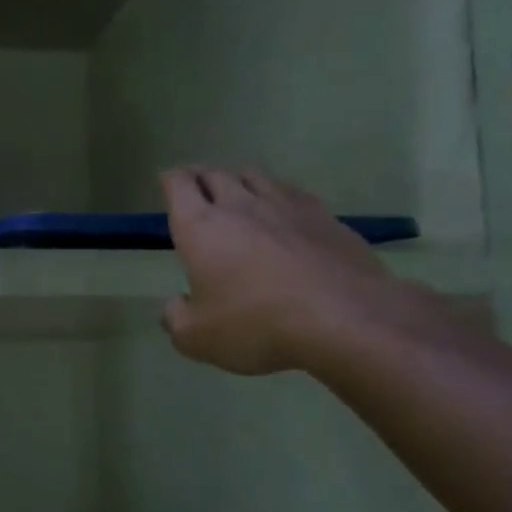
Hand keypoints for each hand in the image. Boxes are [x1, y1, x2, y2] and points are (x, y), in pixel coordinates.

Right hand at [161, 166, 413, 376]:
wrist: (344, 318)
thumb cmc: (256, 324)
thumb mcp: (197, 338)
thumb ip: (176, 318)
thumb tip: (175, 305)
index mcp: (201, 227)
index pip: (178, 184)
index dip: (169, 180)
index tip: (167, 184)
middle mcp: (239, 205)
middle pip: (215, 173)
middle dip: (200, 177)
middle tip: (196, 189)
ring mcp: (285, 206)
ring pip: (254, 176)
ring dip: (239, 180)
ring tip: (237, 193)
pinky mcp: (324, 216)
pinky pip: (291, 192)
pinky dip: (277, 196)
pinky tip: (282, 212)